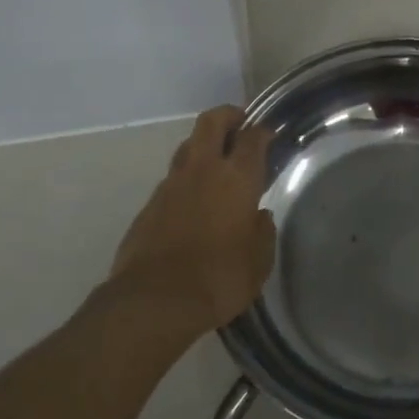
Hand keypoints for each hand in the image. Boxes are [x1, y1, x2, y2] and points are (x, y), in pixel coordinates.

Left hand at [108, 106, 275, 339]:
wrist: (154, 302)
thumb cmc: (219, 278)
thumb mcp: (259, 261)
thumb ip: (263, 232)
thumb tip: (259, 217)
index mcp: (237, 178)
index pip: (252, 138)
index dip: (262, 131)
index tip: (269, 134)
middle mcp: (203, 171)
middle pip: (211, 122)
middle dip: (227, 116)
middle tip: (240, 124)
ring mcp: (171, 185)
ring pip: (187, 147)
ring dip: (203, 146)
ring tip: (216, 162)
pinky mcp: (149, 205)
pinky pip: (172, 180)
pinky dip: (186, 180)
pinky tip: (193, 201)